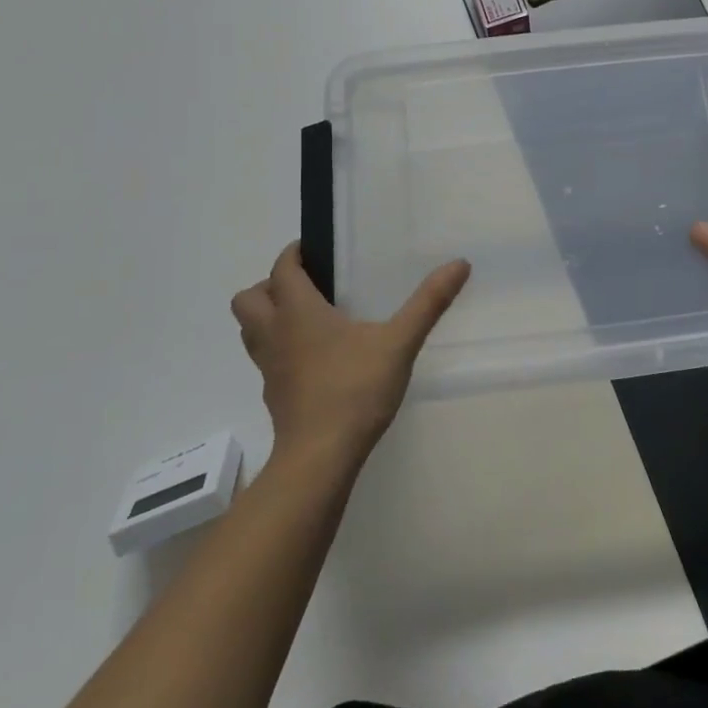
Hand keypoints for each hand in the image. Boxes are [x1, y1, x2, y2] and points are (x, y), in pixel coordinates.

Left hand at [231, 244, 470, 462]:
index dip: (293, 254)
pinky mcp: (275, 395)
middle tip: (308, 286)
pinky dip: (281, 349)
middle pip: (248, 299)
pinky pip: (267, 360)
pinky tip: (316, 359)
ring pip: (251, 331)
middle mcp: (275, 334)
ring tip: (308, 318)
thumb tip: (459, 264)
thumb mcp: (399, 342)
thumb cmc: (354, 390)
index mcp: (298, 312)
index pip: (282, 269)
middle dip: (270, 286)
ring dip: (268, 317)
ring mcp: (270, 368)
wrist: (320, 457)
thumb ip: (429, 303)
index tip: (314, 249)